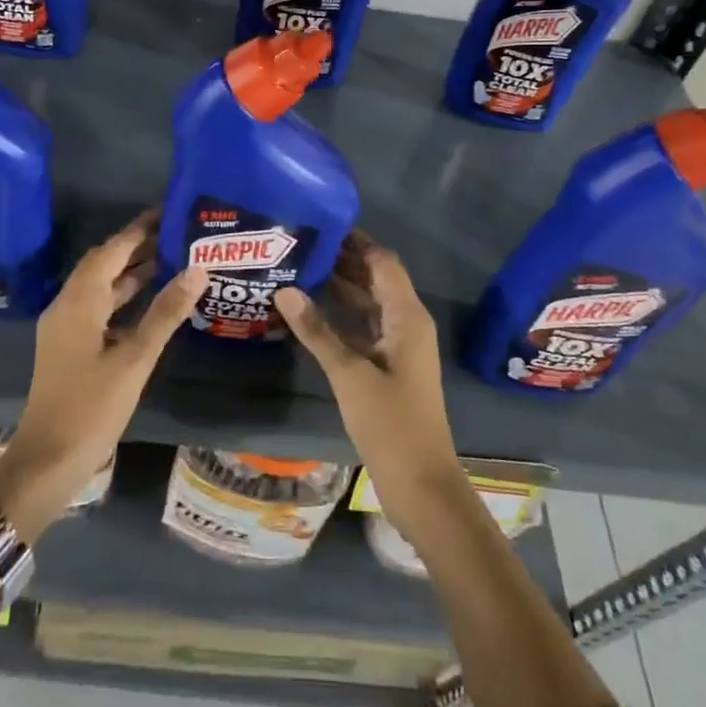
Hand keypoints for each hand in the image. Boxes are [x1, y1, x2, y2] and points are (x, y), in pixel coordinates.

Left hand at [0, 212, 207, 540]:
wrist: (47, 461)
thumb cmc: (91, 408)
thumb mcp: (134, 359)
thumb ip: (165, 312)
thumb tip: (197, 269)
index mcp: (79, 302)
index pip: (110, 251)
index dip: (137, 230)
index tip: (166, 212)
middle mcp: (68, 306)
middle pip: (103, 264)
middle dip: (136, 247)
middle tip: (175, 234)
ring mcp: (66, 328)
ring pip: (101, 287)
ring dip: (130, 272)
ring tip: (170, 259)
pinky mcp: (70, 347)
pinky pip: (99, 308)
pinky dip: (123, 298)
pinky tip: (150, 302)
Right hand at [275, 234, 471, 533]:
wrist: (420, 483)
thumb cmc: (391, 424)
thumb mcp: (349, 375)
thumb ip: (317, 330)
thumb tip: (285, 289)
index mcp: (406, 316)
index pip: (383, 262)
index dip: (356, 241)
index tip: (320, 223)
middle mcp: (405, 323)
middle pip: (375, 279)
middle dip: (343, 260)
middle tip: (300, 243)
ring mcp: (397, 346)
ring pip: (367, 304)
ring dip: (339, 287)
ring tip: (298, 268)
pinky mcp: (387, 366)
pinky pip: (362, 328)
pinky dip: (339, 317)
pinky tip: (307, 312)